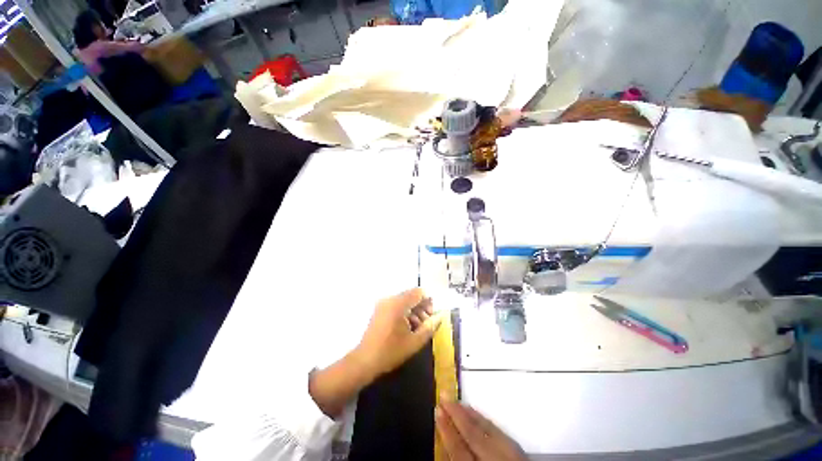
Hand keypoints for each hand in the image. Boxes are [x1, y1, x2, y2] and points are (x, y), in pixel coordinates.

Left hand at [353, 288, 444, 379]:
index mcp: (398, 304)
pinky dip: (405, 312)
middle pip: (411, 295)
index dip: (429, 301)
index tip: (432, 315)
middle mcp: (390, 299)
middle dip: (422, 307)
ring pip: (404, 301)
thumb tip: (441, 316)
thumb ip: (430, 326)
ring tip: (419, 327)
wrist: (365, 360)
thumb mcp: (414, 341)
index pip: (418, 292)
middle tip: (427, 322)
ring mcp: (383, 303)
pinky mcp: (380, 309)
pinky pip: (397, 305)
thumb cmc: (391, 351)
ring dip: (414, 310)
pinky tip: (408, 327)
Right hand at [436, 400, 526, 460]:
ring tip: (456, 401)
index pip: (459, 450)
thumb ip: (462, 460)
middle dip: (457, 414)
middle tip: (444, 395)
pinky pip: (498, 430)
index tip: (437, 410)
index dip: (447, 429)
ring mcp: (511, 455)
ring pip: (487, 428)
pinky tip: (477, 415)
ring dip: (470, 414)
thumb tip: (446, 447)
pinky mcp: (519, 451)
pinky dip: (485, 420)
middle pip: (473, 434)